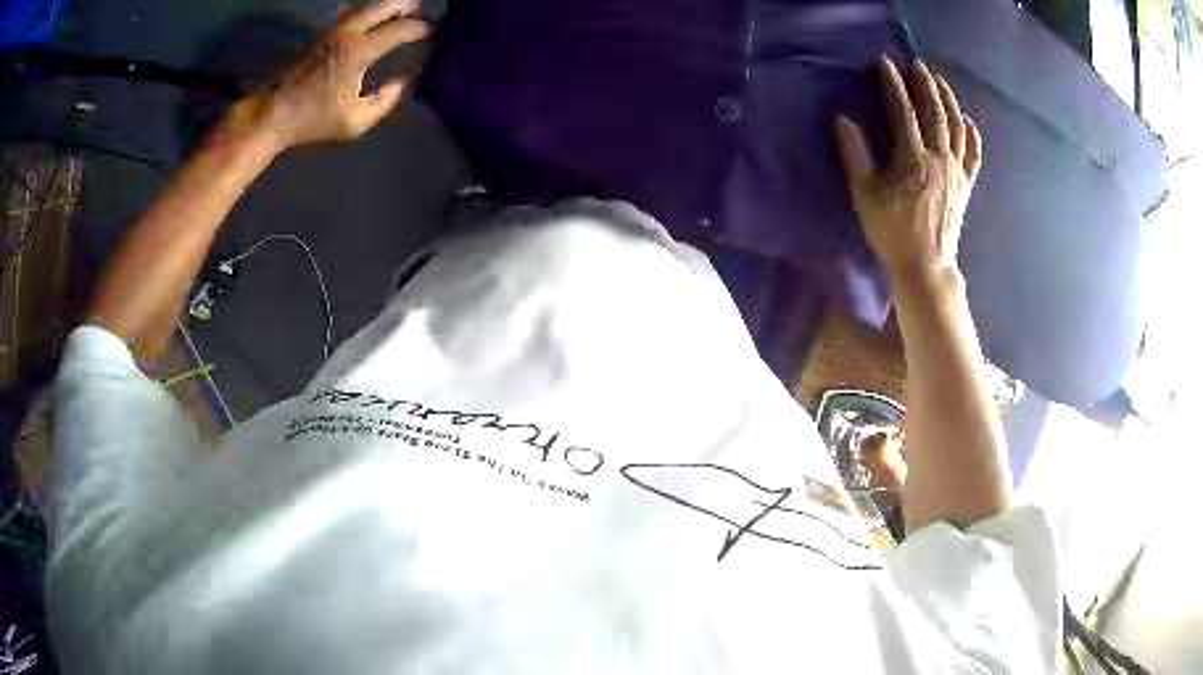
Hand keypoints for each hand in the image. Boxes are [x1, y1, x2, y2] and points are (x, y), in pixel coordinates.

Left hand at [238, 0, 431, 149]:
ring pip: (366, 6)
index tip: (437, 33)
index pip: (402, 28)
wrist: (269, 116)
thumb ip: (387, 99)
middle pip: (386, 4)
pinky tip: (370, 25)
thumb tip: (405, 79)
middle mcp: (347, 31)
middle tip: (422, 15)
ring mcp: (330, 30)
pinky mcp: (318, 35)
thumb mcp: (356, 121)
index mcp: (359, 50)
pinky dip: (367, 15)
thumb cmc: (312, 121)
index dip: (424, 29)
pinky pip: (349, 15)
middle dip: (409, 6)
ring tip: (399, 18)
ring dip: (387, 9)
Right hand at [835, 57, 982, 284]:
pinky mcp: (965, 185)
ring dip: (948, 100)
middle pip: (935, 112)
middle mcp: (939, 159)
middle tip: (917, 64)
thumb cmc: (891, 231)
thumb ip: (855, 155)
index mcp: (912, 159)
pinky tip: (966, 120)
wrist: (925, 266)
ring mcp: (956, 172)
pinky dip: (972, 134)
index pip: (903, 111)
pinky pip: (974, 154)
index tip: (884, 63)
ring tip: (939, 81)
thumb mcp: (865, 195)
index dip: (892, 84)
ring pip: (956, 127)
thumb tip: (844, 120)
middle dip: (926, 84)